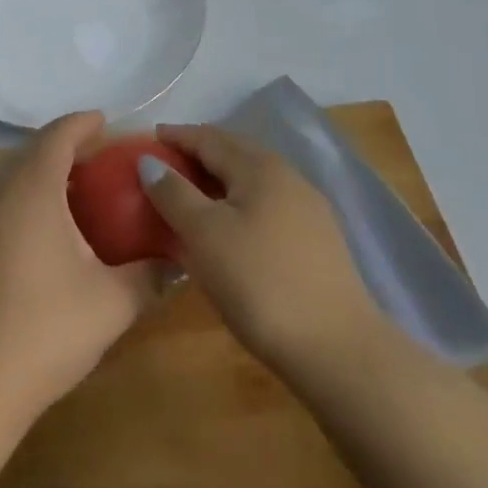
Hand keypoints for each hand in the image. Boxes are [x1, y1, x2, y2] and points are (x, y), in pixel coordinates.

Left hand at [0, 112, 160, 428]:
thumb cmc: (46, 330)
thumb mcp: (112, 303)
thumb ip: (151, 275)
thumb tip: (180, 261)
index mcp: (31, 185)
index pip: (59, 134)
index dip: (84, 123)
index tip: (106, 123)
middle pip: (31, 151)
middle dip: (64, 149)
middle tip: (98, 165)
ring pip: (7, 176)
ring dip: (38, 175)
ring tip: (70, 198)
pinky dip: (15, 200)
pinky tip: (33, 235)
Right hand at [139, 124, 380, 376]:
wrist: (338, 350)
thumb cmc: (260, 283)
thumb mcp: (204, 235)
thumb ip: (173, 193)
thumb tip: (149, 160)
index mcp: (259, 167)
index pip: (209, 138)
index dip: (177, 136)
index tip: (149, 138)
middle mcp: (287, 177)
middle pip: (234, 153)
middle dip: (199, 154)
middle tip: (165, 165)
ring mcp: (307, 209)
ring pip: (252, 181)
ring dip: (219, 181)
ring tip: (191, 195)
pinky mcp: (317, 242)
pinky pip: (266, 205)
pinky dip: (238, 204)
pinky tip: (228, 229)